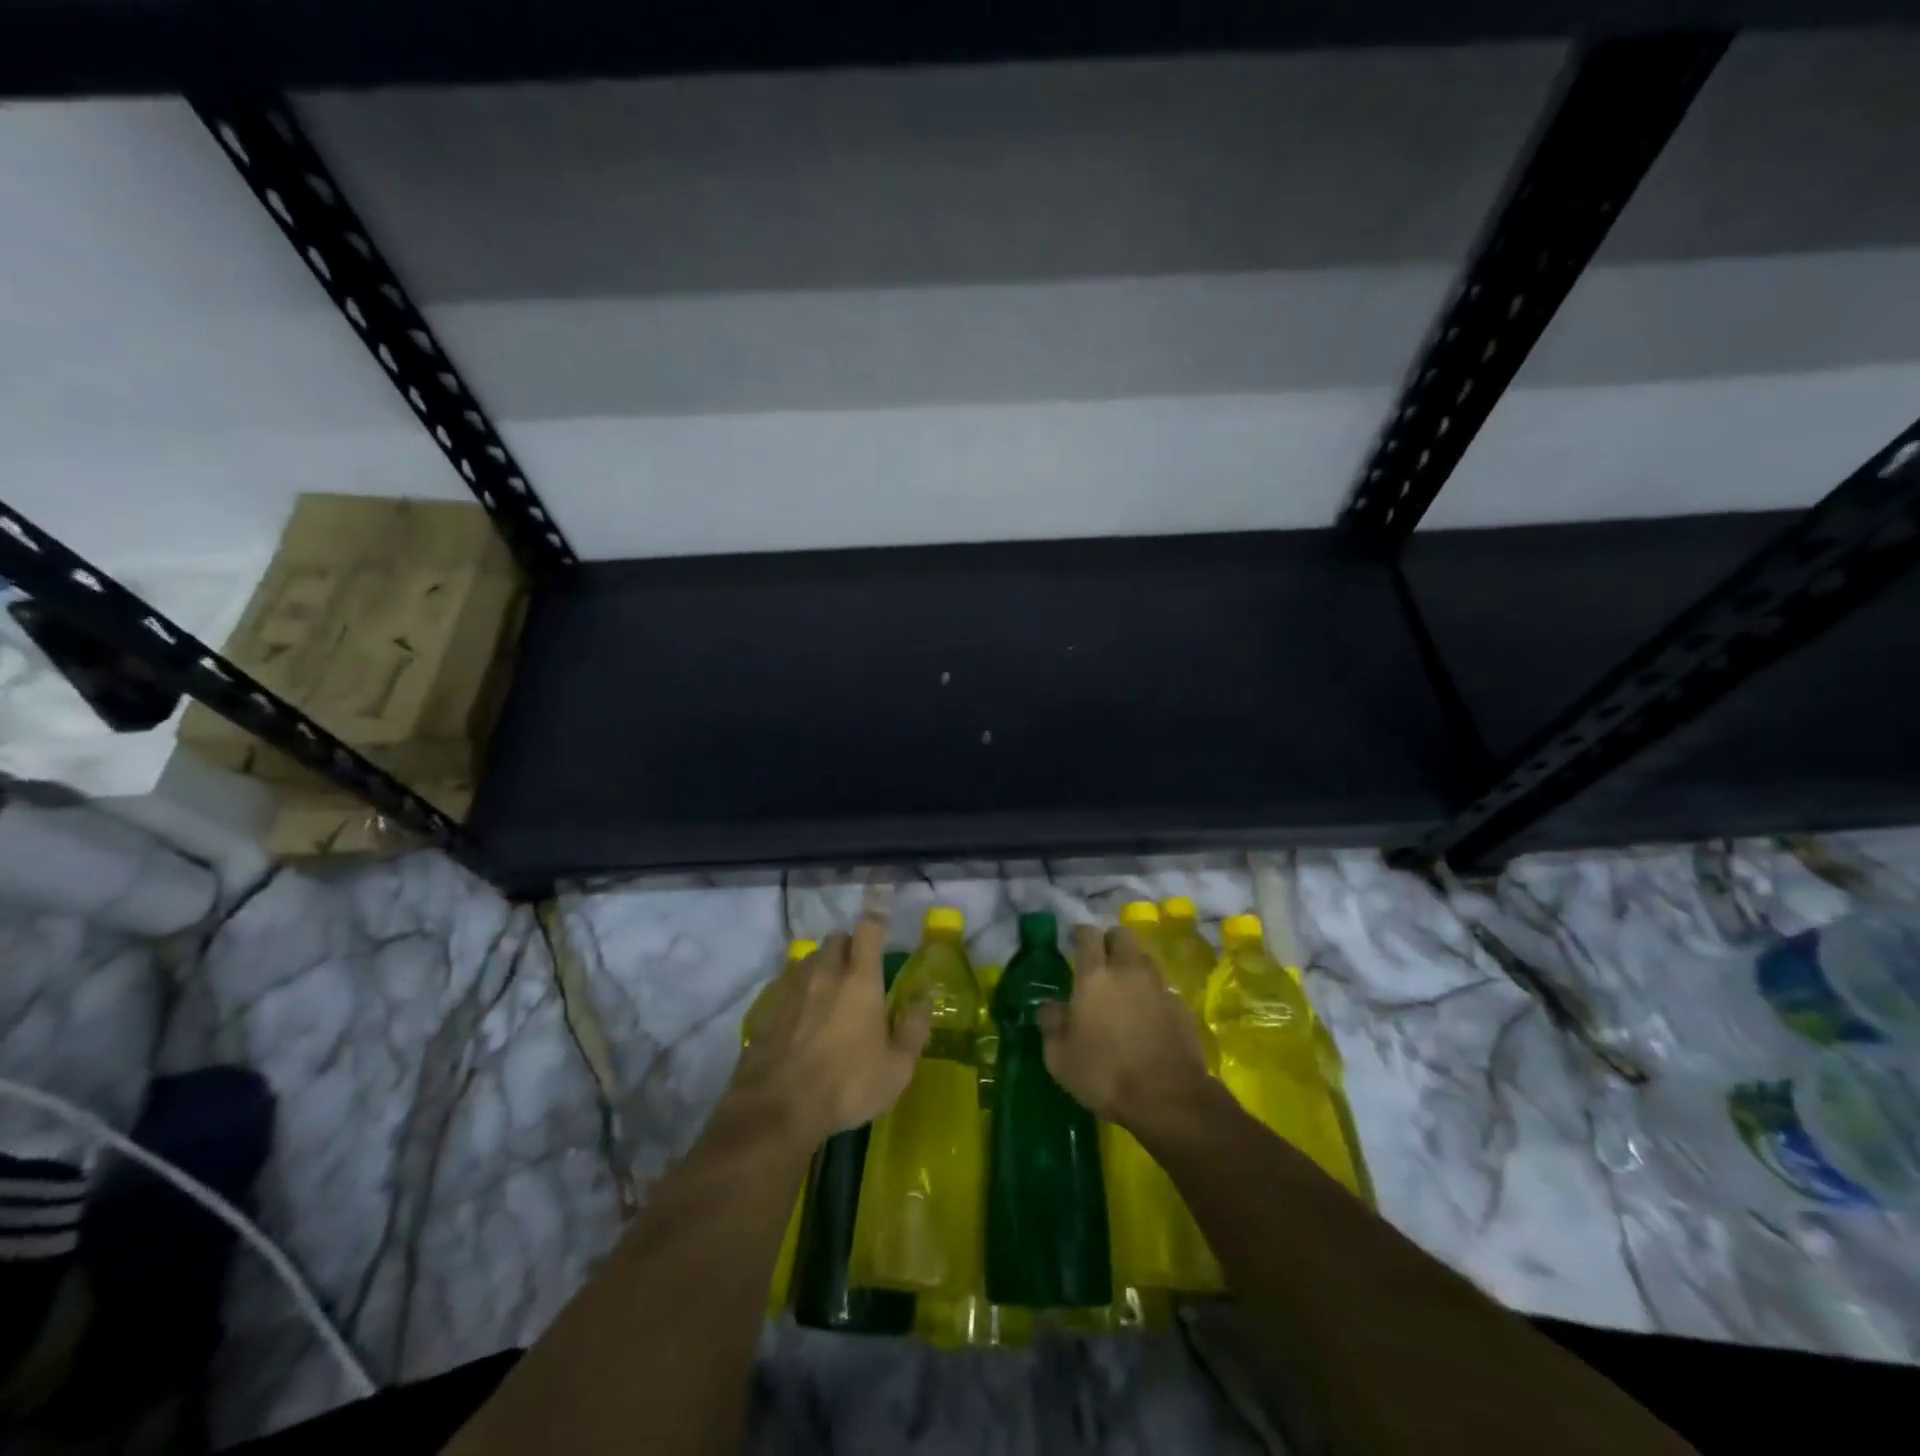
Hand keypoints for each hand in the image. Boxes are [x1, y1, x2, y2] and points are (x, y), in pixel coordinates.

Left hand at [728, 915, 932, 1143]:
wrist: (776, 1109)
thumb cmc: (847, 1085)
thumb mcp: (897, 1068)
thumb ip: (915, 1028)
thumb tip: (925, 996)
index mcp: (860, 979)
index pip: (868, 930)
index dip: (877, 925)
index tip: (883, 932)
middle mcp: (825, 973)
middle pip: (836, 939)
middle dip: (849, 946)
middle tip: (859, 970)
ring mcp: (792, 988)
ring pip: (809, 958)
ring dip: (822, 965)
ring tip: (829, 991)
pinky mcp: (768, 1008)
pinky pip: (787, 984)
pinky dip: (799, 990)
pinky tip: (802, 1017)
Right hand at [1039, 925, 1214, 1136]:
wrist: (1167, 1098)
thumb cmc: (1105, 1074)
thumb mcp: (1060, 1057)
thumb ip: (1051, 1024)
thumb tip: (1050, 1006)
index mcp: (1095, 976)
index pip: (1088, 935)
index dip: (1080, 933)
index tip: (1074, 939)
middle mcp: (1128, 971)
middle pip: (1122, 935)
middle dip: (1111, 941)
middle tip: (1101, 959)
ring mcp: (1158, 987)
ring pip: (1144, 958)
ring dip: (1133, 964)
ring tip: (1124, 986)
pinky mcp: (1181, 1007)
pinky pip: (1162, 987)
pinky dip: (1152, 992)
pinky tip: (1147, 1014)